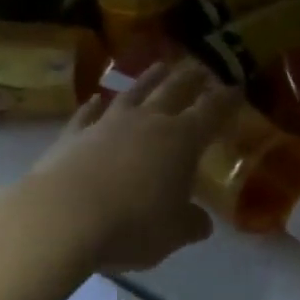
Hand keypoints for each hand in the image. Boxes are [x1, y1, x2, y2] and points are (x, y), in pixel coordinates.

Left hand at [27, 60, 241, 274]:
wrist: (63, 217)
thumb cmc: (132, 224)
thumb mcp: (173, 233)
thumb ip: (191, 224)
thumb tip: (202, 223)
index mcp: (182, 140)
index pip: (212, 112)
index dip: (226, 100)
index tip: (236, 88)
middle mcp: (148, 122)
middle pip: (174, 91)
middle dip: (191, 79)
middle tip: (201, 68)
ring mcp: (108, 124)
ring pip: (134, 93)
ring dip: (148, 79)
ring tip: (160, 66)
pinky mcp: (73, 136)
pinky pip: (88, 114)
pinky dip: (94, 107)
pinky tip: (95, 100)